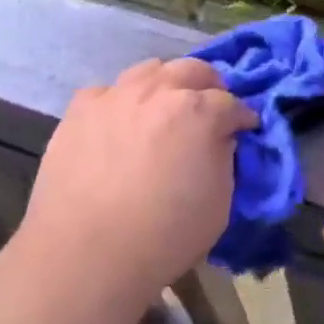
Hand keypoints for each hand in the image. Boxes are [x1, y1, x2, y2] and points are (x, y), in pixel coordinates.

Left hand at [17, 58, 256, 301]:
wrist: (84, 254)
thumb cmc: (162, 237)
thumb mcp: (218, 204)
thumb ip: (224, 159)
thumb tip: (218, 139)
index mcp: (198, 111)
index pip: (231, 102)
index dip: (241, 117)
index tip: (244, 129)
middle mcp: (158, 90)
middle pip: (192, 69)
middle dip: (208, 85)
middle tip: (209, 108)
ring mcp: (115, 95)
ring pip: (149, 70)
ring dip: (165, 84)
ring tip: (164, 108)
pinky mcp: (80, 109)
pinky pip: (107, 92)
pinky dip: (120, 102)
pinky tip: (119, 123)